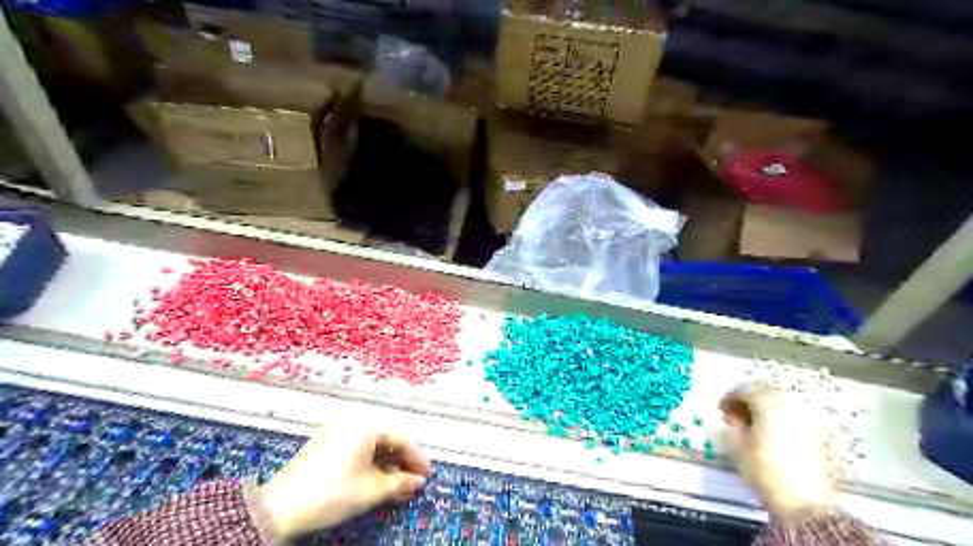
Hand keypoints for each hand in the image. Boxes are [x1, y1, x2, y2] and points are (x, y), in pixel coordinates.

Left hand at [256, 429, 430, 539]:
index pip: (400, 439)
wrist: (279, 508)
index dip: (416, 459)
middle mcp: (352, 423)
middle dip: (401, 463)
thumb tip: (417, 482)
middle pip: (386, 440)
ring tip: (396, 487)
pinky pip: (356, 450)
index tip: (426, 475)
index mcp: (366, 426)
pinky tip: (375, 481)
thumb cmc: (332, 493)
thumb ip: (400, 483)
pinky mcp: (324, 445)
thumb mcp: (371, 490)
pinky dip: (369, 465)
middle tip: (412, 483)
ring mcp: (336, 433)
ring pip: (371, 446)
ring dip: (386, 466)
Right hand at [722, 387, 836, 516]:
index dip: (728, 399)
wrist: (804, 501)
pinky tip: (774, 436)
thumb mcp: (736, 444)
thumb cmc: (763, 467)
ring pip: (783, 404)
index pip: (742, 390)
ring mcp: (810, 416)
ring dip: (767, 410)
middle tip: (736, 416)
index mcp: (767, 400)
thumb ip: (732, 424)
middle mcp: (791, 402)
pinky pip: (796, 418)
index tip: (721, 411)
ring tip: (755, 426)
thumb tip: (734, 418)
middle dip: (749, 402)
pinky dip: (783, 421)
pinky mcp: (821, 433)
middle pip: (765, 393)